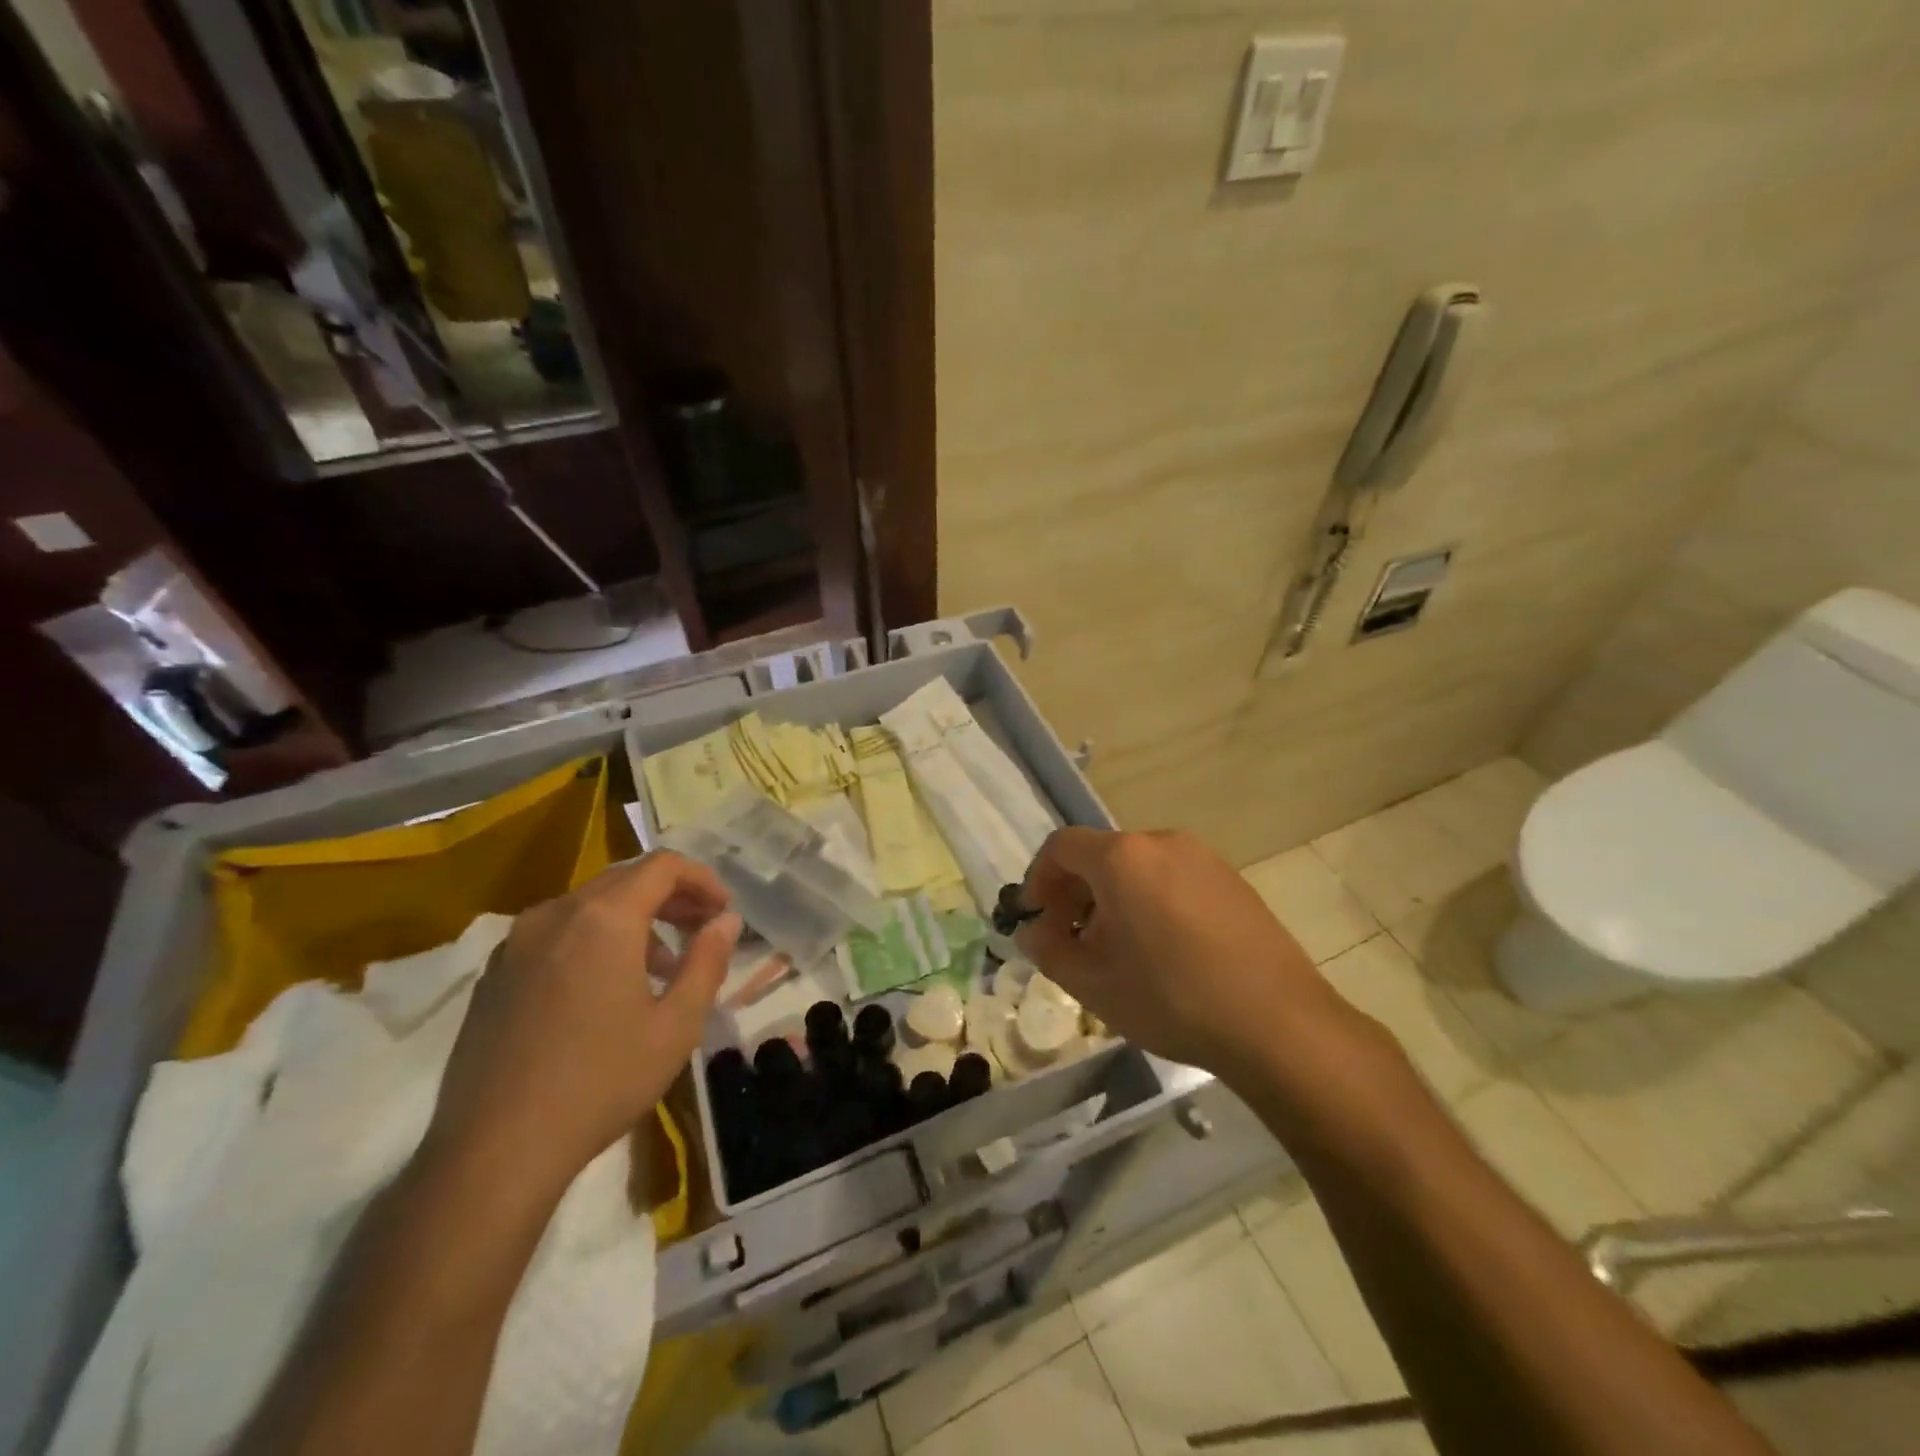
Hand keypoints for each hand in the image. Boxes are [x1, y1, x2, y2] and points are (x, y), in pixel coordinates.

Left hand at [426, 853, 741, 1193]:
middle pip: (625, 880)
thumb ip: (707, 960)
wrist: (495, 1152)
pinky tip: (604, 989)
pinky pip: (556, 934)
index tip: (723, 911)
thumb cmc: (601, 1082)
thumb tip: (725, 921)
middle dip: (671, 897)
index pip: (662, 866)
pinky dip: (594, 940)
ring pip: (589, 906)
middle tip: (701, 929)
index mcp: (603, 918)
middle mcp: (555, 914)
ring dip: (634, 920)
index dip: (702, 879)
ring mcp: (516, 943)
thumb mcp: (676, 1024)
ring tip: (660, 966)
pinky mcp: (494, 974)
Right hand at [1015, 828, 1354, 1077]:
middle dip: (1075, 893)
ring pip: (1138, 867)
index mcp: (1123, 858)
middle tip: (1071, 940)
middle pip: (1101, 854)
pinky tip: (1163, 949)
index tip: (1036, 919)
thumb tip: (1034, 932)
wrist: (1277, 1023)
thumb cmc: (1171, 998)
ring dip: (1113, 898)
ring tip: (1118, 949)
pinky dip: (1150, 900)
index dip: (1038, 880)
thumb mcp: (1093, 983)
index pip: (1061, 847)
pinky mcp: (1232, 879)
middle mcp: (1162, 842)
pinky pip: (1173, 877)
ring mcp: (1203, 857)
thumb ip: (1049, 951)